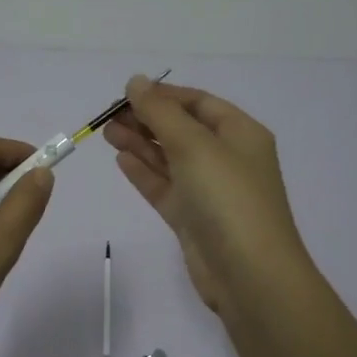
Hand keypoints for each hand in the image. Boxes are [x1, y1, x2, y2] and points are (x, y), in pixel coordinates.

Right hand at [103, 76, 309, 314]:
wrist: (249, 275)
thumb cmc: (227, 198)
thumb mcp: (194, 145)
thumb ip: (160, 112)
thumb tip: (136, 81)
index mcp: (241, 134)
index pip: (198, 103)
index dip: (163, 95)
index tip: (126, 94)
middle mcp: (227, 158)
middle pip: (182, 129)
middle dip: (147, 119)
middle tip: (108, 116)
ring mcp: (210, 191)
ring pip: (170, 159)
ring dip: (141, 144)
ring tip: (107, 133)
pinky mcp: (194, 219)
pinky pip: (166, 187)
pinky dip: (145, 173)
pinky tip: (121, 160)